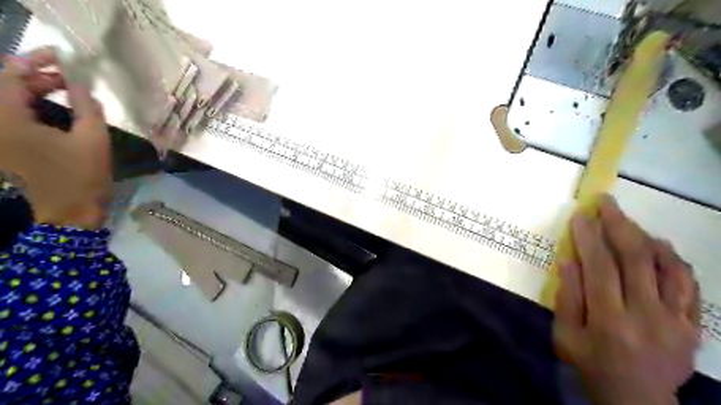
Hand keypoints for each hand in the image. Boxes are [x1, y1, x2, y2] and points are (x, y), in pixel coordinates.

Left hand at [0, 48, 110, 227]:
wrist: (70, 213)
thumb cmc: (83, 177)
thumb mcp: (93, 138)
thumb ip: (86, 105)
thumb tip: (82, 81)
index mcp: (9, 119)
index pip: (11, 74)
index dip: (37, 60)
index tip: (64, 56)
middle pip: (6, 85)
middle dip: (38, 75)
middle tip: (73, 76)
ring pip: (9, 100)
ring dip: (37, 90)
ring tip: (70, 90)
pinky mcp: (5, 146)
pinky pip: (13, 115)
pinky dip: (34, 106)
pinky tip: (59, 109)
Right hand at [553, 195, 702, 404]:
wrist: (638, 399)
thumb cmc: (591, 364)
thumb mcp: (566, 336)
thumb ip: (567, 298)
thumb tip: (569, 260)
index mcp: (609, 320)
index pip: (600, 268)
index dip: (589, 238)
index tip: (581, 216)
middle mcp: (646, 315)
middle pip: (635, 259)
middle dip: (619, 225)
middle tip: (606, 203)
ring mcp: (675, 320)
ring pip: (666, 266)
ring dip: (645, 236)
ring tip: (627, 221)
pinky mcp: (692, 324)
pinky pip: (688, 283)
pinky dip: (673, 259)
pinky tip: (658, 246)